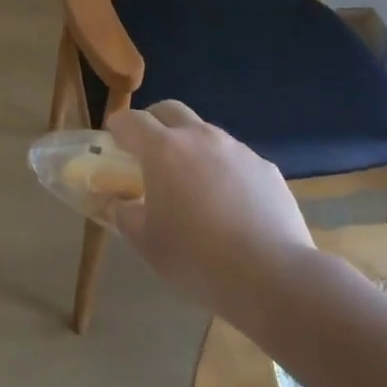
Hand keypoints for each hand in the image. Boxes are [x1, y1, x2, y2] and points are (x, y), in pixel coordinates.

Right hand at [105, 100, 314, 326]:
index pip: (131, 120)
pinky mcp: (266, 167)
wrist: (273, 276)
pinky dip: (223, 169)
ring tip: (191, 183)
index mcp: (163, 149)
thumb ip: (123, 214)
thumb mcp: (146, 242)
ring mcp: (237, 149)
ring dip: (191, 146)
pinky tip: (229, 204)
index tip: (113, 143)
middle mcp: (199, 137)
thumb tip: (115, 203)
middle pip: (170, 110)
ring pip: (205, 132)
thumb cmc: (196, 258)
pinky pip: (235, 158)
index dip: (117, 128)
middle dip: (154, 122)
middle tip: (149, 151)